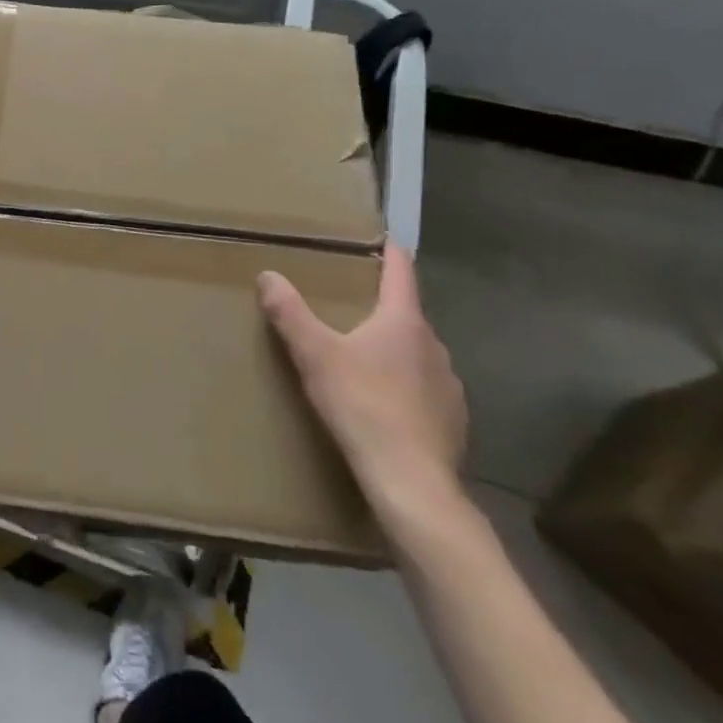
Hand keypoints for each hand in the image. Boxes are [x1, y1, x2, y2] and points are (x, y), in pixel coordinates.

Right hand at [258, 244, 467, 523]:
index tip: (384, 239)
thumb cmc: (362, 406)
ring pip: (417, 355)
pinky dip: (406, 387)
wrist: (411, 483)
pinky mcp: (454, 422)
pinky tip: (385, 406)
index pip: (401, 273)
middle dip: (382, 309)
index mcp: (403, 323)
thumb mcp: (315, 355)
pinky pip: (426, 390)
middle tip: (350, 308)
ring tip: (364, 360)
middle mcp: (433, 347)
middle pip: (407, 315)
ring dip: (394, 351)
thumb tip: (268, 275)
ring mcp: (449, 386)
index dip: (391, 253)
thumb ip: (290, 313)